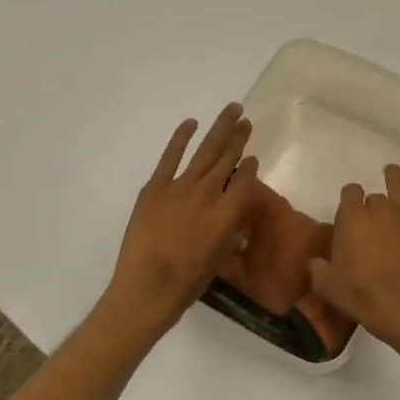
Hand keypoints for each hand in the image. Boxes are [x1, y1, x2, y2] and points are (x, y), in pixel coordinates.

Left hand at [107, 105, 258, 335]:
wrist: (146, 289)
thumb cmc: (188, 283)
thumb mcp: (220, 257)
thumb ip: (231, 229)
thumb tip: (235, 211)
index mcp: (228, 214)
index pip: (245, 181)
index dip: (250, 166)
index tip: (252, 157)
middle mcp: (208, 194)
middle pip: (228, 158)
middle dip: (239, 137)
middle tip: (246, 119)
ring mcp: (180, 187)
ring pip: (206, 151)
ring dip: (220, 129)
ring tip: (232, 110)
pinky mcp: (155, 188)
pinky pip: (170, 157)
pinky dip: (181, 138)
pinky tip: (191, 123)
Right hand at [307, 164, 399, 350]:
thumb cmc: (360, 294)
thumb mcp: (326, 285)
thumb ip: (317, 268)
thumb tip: (315, 262)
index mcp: (351, 216)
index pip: (349, 192)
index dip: (350, 201)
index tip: (350, 213)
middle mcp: (378, 207)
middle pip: (374, 196)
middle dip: (371, 205)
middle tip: (372, 223)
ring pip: (399, 184)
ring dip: (394, 177)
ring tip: (392, 173)